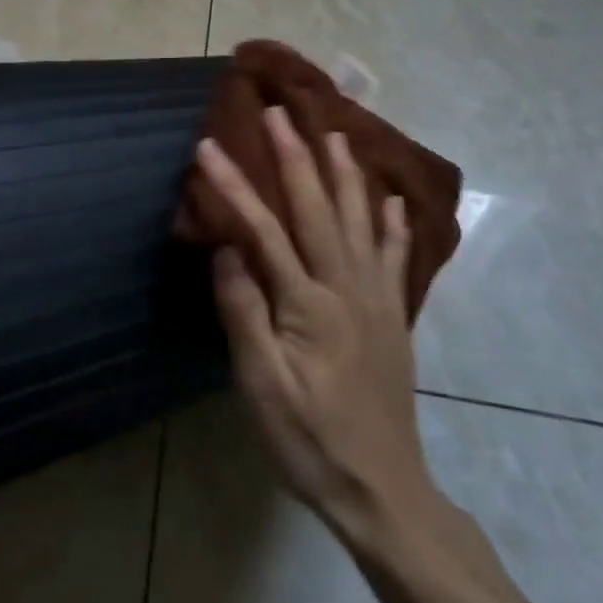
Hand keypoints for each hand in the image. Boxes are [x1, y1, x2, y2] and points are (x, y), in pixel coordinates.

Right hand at [198, 107, 437, 548]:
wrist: (383, 491)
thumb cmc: (309, 440)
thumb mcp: (261, 385)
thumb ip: (244, 312)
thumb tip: (228, 248)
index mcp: (308, 302)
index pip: (264, 229)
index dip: (234, 185)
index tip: (208, 147)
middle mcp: (346, 287)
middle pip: (318, 208)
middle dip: (295, 156)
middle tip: (278, 112)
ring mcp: (376, 299)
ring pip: (360, 220)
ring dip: (345, 173)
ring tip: (334, 132)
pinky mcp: (394, 316)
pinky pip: (395, 256)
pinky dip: (392, 222)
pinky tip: (392, 199)